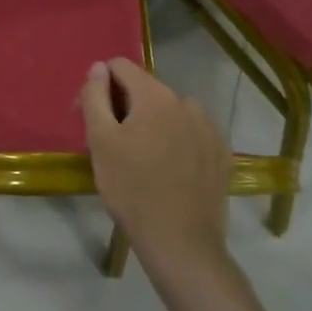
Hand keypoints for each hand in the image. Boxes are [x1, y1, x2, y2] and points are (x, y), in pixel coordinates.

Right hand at [80, 59, 229, 267]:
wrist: (181, 244)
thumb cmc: (132, 189)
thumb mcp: (100, 141)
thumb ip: (94, 96)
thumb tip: (98, 67)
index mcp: (155, 95)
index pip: (120, 66)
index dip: (99, 86)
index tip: (91, 117)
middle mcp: (186, 102)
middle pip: (145, 89)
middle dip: (124, 107)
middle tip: (110, 143)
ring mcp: (208, 128)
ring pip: (169, 111)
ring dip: (150, 123)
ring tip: (140, 158)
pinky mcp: (221, 154)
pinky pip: (190, 133)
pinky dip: (174, 141)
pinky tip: (167, 169)